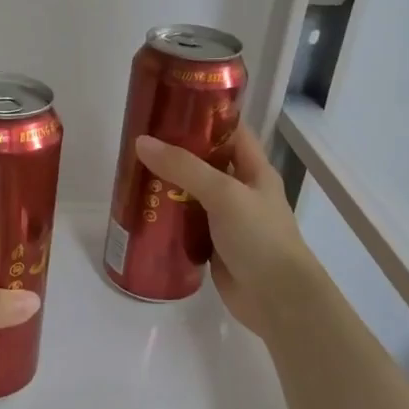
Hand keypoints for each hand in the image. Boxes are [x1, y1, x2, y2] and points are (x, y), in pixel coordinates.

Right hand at [135, 125, 322, 336]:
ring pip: (191, 195)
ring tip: (131, 175)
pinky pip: (186, 224)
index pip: (229, 131)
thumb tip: (142, 142)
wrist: (277, 299)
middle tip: (138, 145)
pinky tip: (142, 213)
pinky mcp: (212, 245)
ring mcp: (226, 220)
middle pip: (205, 162)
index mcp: (254, 170)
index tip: (167, 109)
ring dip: (166, 187)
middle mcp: (241, 190)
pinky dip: (167, 218)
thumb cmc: (259, 237)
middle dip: (175, 153)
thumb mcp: (223, 194)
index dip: (203, 117)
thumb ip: (184, 168)